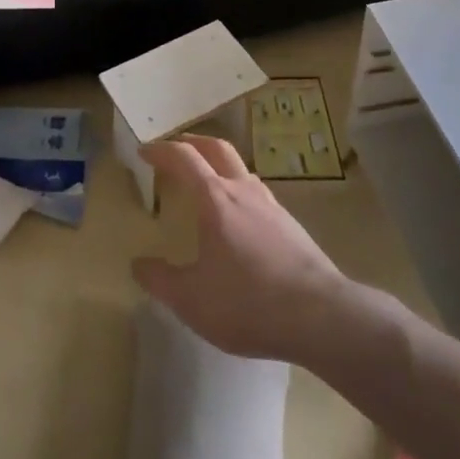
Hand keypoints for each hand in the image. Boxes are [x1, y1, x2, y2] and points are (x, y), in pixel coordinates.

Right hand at [132, 134, 350, 362]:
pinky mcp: (291, 224)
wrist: (320, 316)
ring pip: (241, 169)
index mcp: (215, 198)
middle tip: (176, 149)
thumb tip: (138, 265)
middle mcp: (243, 190)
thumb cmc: (248, 302)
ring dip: (219, 165)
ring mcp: (271, 205)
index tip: (144, 151)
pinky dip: (240, 191)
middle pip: (217, 148)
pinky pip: (258, 194)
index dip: (161, 150)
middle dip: (193, 142)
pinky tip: (240, 219)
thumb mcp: (192, 300)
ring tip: (208, 182)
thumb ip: (160, 280)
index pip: (184, 158)